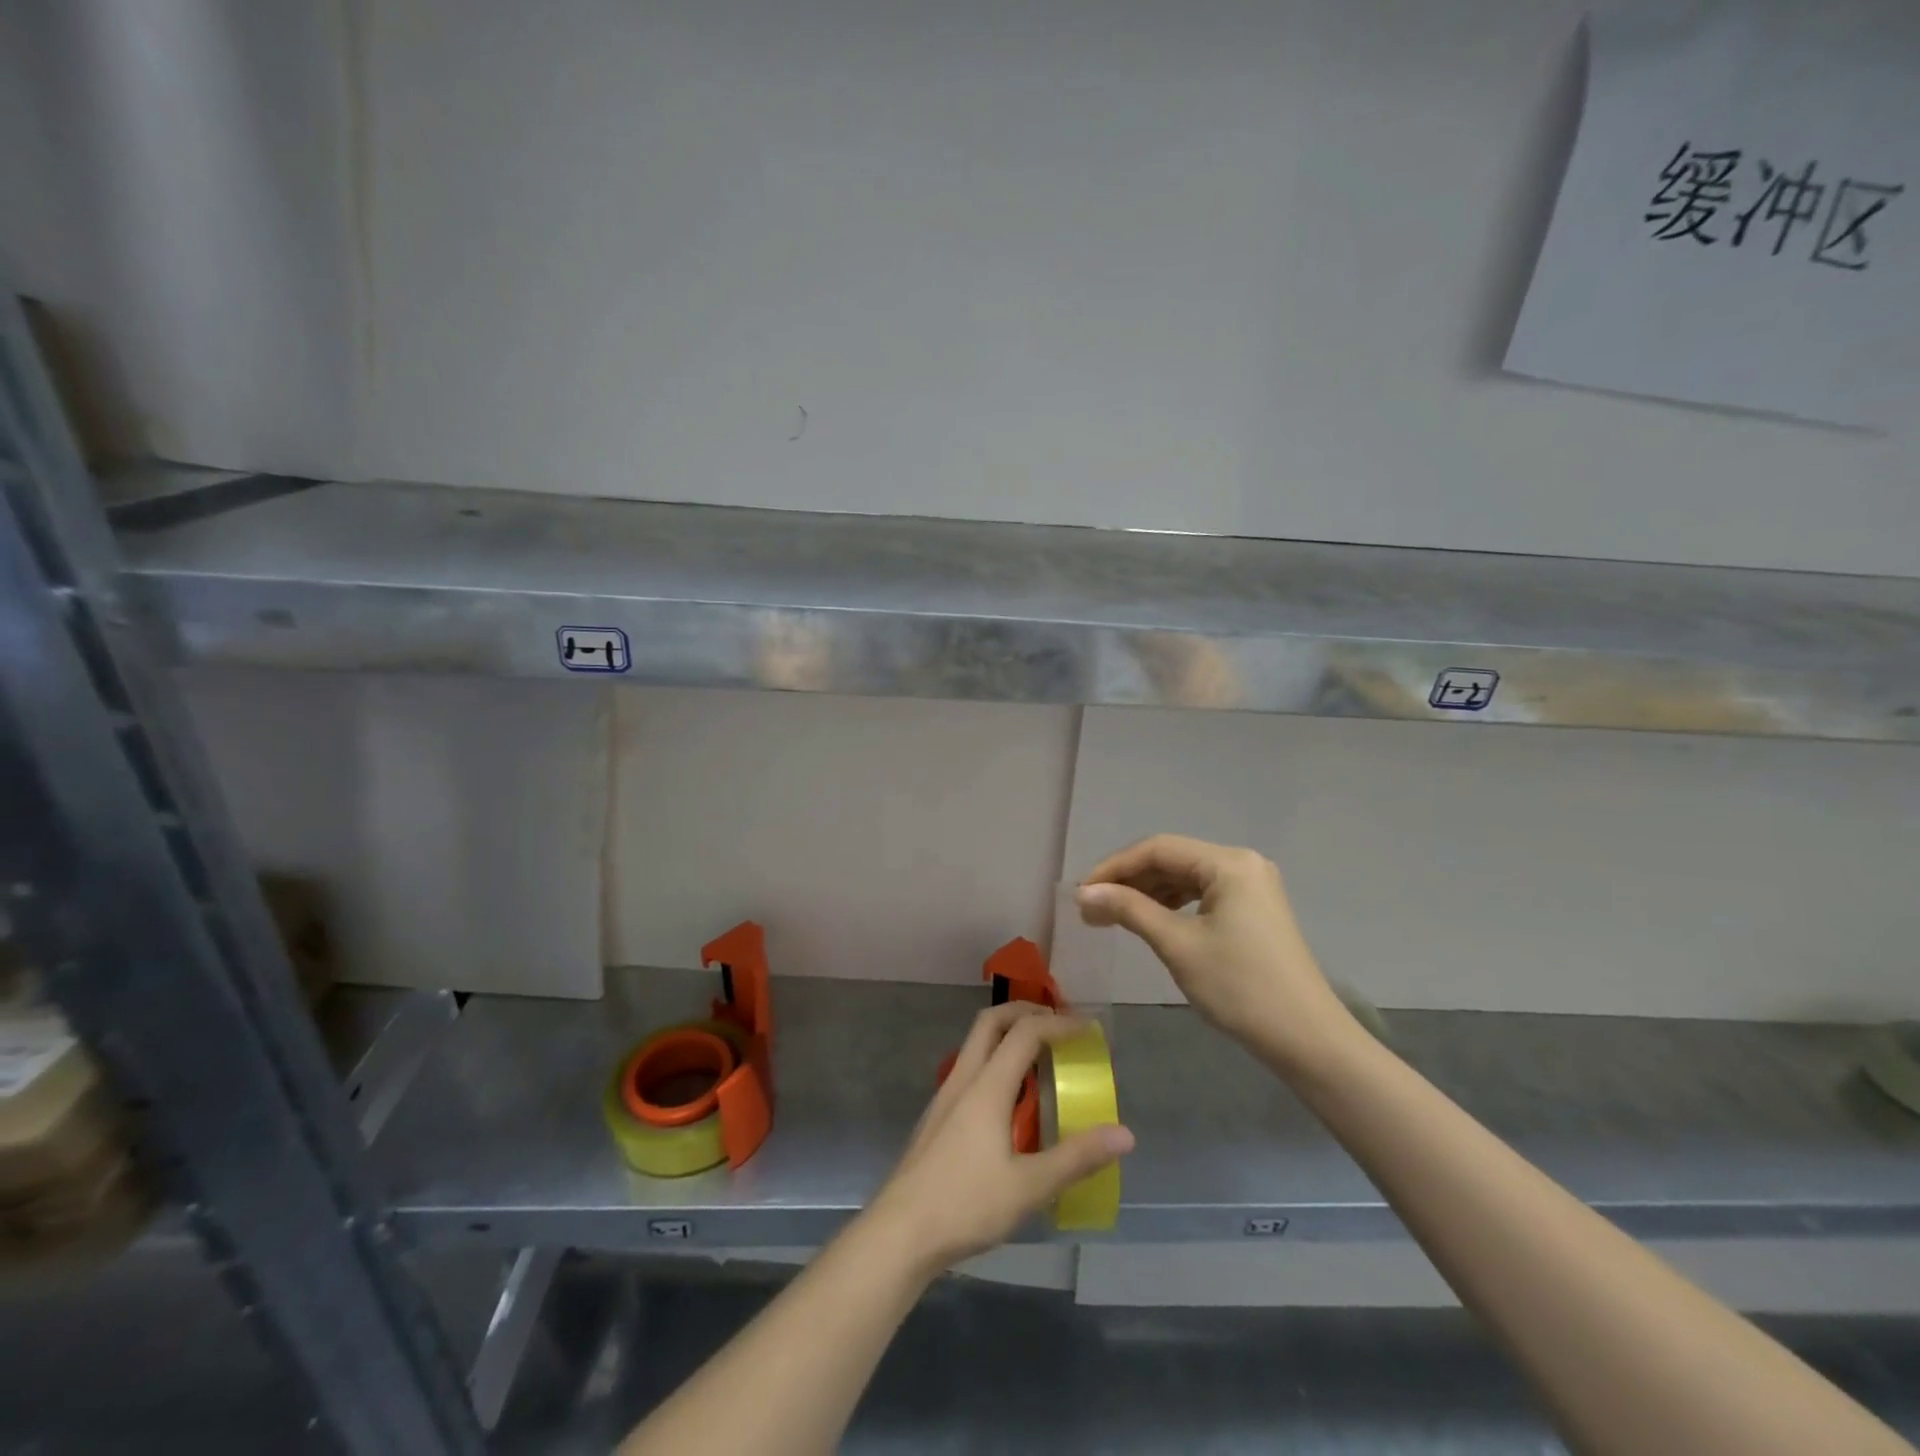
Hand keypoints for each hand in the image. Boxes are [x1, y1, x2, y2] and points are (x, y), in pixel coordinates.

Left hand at [863, 1003, 1133, 1278]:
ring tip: (1040, 1057)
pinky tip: (1010, 1099)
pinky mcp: (937, 1116)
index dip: (1058, 1023)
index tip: (1088, 1030)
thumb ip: (1076, 1158)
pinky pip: (970, 1068)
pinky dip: (995, 1060)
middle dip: (1026, 1011)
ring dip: (1007, 1034)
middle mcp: (963, 1078)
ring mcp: (945, 1095)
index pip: (1024, 1032)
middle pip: (991, 1021)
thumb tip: (1124, 1134)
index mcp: (987, 1086)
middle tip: (1058, 1023)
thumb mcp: (1029, 1186)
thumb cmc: (965, 1205)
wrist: (900, 1232)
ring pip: (976, 1043)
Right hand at [1076, 834, 1354, 1075]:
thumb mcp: (1177, 945)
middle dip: (1129, 881)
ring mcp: (1252, 886)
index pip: (1158, 849)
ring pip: (1186, 877)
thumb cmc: (1239, 987)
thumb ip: (1129, 910)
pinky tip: (1151, 919)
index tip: (1082, 892)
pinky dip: (1172, 904)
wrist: (1306, 1039)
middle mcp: (1242, 863)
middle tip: (1092, 908)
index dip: (1115, 867)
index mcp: (1228, 863)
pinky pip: (1203, 894)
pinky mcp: (1254, 909)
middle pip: (1172, 859)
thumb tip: (1084, 893)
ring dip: (1148, 893)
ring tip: (1113, 915)